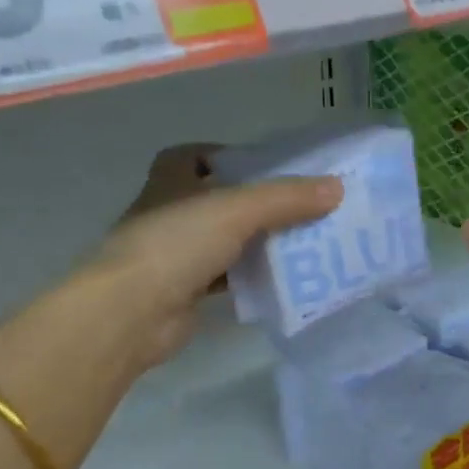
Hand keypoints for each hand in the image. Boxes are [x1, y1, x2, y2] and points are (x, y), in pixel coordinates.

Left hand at [0, 148, 340, 468]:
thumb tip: (337, 189)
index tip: (262, 166)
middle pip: (216, 201)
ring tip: (303, 243)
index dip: (224, 156)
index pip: (192, 157)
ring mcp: (174, 256)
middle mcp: (169, 213)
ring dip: (255, 243)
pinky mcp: (183, 292)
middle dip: (254, 204)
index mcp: (170, 181)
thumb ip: (286, 199)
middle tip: (300, 208)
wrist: (132, 312)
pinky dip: (248, 278)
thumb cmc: (176, 243)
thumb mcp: (236, 210)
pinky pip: (224, 278)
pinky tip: (280, 281)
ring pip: (223, 242)